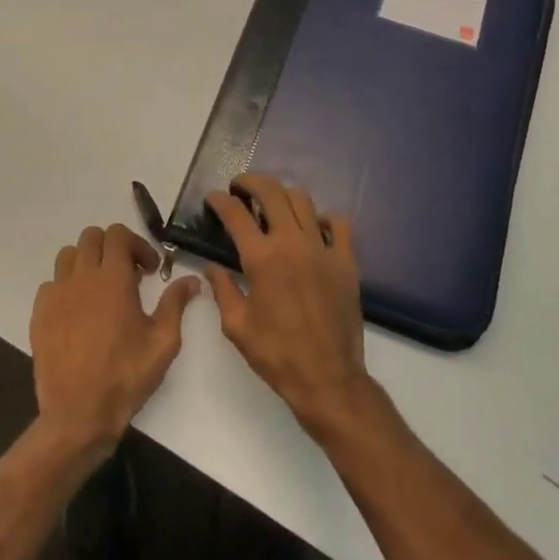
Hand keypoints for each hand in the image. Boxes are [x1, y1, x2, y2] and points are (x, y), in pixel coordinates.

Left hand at [30, 223, 200, 458]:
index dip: (137, 245)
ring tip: (102, 290)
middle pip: (91, 237)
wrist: (79, 413)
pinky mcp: (39, 314)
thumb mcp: (163, 341)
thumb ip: (176, 303)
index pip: (118, 234)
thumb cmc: (126, 376)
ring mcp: (56, 295)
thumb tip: (192, 280)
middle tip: (129, 276)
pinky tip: (79, 312)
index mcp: (113, 279)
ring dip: (88, 263)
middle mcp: (81, 278)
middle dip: (113, 248)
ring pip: (68, 256)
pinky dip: (68, 286)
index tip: (150, 270)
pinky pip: (51, 284)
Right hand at [205, 175, 372, 436]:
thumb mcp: (236, 325)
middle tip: (240, 187)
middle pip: (272, 193)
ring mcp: (323, 249)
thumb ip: (222, 289)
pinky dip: (322, 218)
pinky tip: (313, 227)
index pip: (236, 214)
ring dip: (283, 195)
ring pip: (303, 202)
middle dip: (252, 182)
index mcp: (261, 259)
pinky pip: (338, 224)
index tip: (214, 198)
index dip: (220, 201)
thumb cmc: (276, 354)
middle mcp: (292, 243)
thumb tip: (213, 267)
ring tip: (272, 203)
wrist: (327, 377)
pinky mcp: (346, 261)